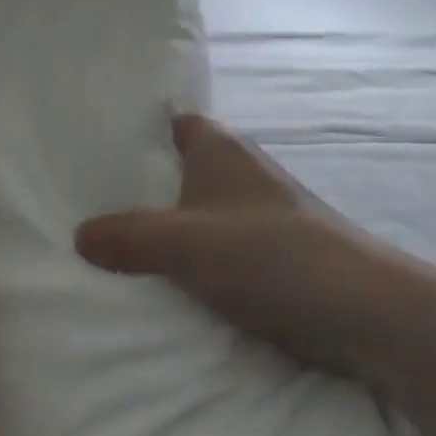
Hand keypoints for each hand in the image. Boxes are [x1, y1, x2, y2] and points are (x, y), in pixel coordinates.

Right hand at [74, 115, 435, 378]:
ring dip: (160, 231)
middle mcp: (236, 173)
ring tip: (104, 246)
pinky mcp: (263, 258)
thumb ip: (127, 236)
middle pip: (175, 171)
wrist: (357, 312)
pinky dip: (185, 263)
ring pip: (191, 214)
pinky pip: (209, 251)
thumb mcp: (183, 241)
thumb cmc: (267, 253)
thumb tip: (78, 235)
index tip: (92, 149)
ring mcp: (252, 217)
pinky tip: (152, 282)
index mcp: (219, 148)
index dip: (135, 132)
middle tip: (82, 202)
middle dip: (137, 188)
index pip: (171, 123)